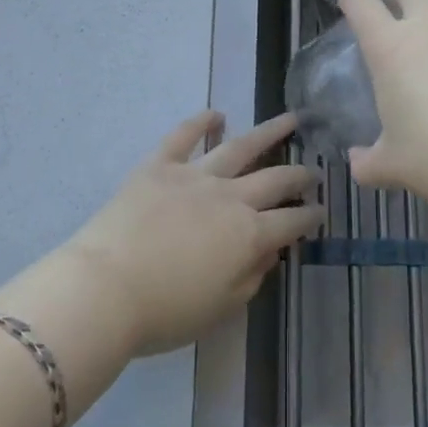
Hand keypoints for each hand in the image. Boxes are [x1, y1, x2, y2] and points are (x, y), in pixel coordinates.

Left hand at [64, 112, 322, 356]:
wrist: (106, 289)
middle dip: (299, 175)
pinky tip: (217, 114)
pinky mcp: (161, 164)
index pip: (291, 222)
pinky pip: (184, 136)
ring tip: (290, 119)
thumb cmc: (164, 312)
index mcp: (248, 235)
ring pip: (241, 146)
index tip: (321, 211)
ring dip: (269, 132)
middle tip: (315, 169)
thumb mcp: (220, 308)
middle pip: (275, 179)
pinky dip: (201, 121)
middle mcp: (230, 197)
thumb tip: (268, 252)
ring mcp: (196, 175)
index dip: (310, 217)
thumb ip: (250, 278)